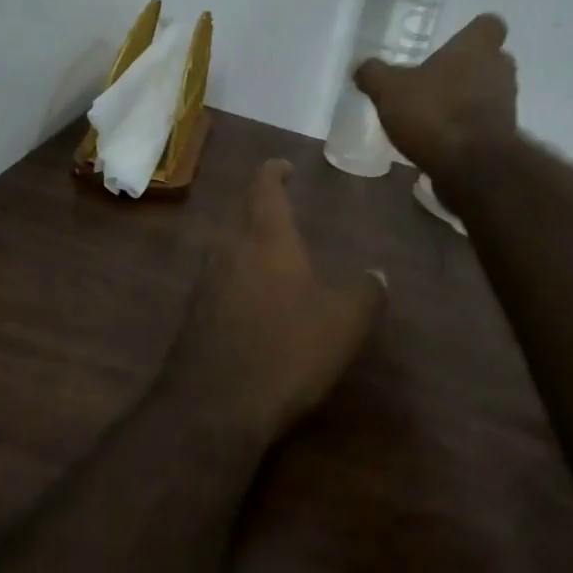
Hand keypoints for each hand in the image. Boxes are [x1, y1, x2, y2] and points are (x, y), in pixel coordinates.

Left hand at [169, 160, 385, 439]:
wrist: (214, 405)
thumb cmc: (285, 349)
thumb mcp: (343, 322)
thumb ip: (365, 293)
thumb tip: (378, 275)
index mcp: (265, 238)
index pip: (263, 187)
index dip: (273, 172)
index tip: (284, 167)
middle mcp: (229, 250)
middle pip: (241, 214)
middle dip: (261, 207)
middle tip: (284, 210)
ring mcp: (205, 282)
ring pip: (227, 247)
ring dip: (247, 242)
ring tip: (274, 252)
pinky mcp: (194, 315)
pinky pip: (219, 280)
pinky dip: (238, 277)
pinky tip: (255, 300)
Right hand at [355, 14, 518, 190]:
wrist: (470, 167)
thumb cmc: (433, 113)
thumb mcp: (388, 90)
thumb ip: (374, 74)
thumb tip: (362, 67)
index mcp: (477, 47)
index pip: (490, 24)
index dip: (473, 32)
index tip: (453, 42)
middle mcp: (500, 70)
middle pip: (491, 60)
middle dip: (468, 68)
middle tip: (438, 78)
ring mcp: (507, 104)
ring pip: (489, 91)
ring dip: (468, 98)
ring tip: (436, 111)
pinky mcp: (504, 136)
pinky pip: (485, 123)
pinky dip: (468, 127)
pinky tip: (441, 138)